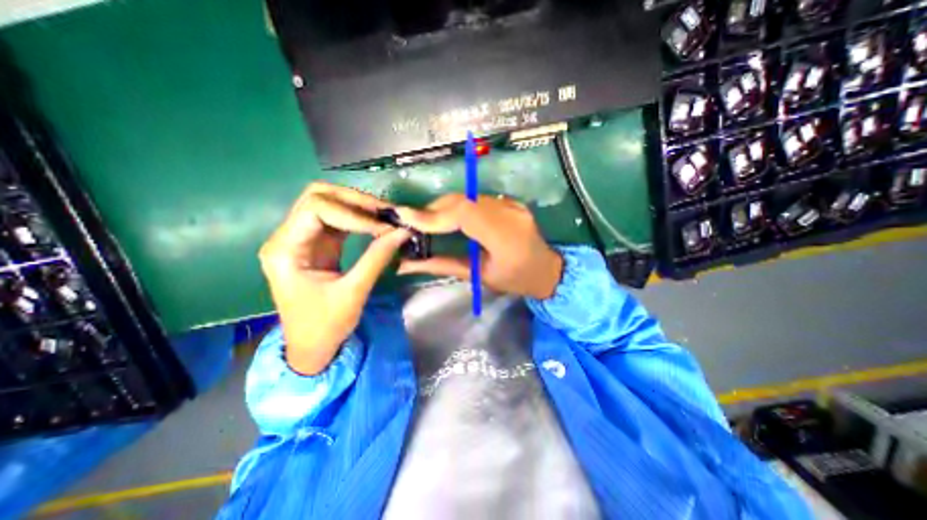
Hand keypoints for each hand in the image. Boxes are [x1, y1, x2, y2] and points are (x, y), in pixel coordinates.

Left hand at [256, 181, 408, 373]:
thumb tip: (403, 232)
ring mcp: (303, 239)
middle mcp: (288, 237)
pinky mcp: (318, 244)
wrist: (312, 346)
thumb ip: (377, 258)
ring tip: (385, 217)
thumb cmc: (325, 325)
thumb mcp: (353, 292)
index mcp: (285, 250)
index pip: (316, 209)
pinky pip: (338, 220)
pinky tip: (377, 225)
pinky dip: (359, 219)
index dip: (353, 213)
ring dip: (358, 206)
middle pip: (318, 197)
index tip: (384, 228)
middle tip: (386, 213)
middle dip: (355, 200)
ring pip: (329, 204)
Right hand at [392, 194, 560, 300]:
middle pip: (465, 201)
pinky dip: (459, 205)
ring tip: (429, 220)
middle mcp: (511, 214)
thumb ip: (443, 266)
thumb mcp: (479, 277)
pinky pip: (478, 199)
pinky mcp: (512, 201)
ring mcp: (513, 205)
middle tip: (415, 221)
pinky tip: (451, 216)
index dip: (434, 215)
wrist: (548, 270)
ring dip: (445, 206)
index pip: (464, 215)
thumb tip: (407, 264)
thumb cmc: (515, 281)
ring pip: (470, 197)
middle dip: (435, 208)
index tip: (407, 218)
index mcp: (506, 238)